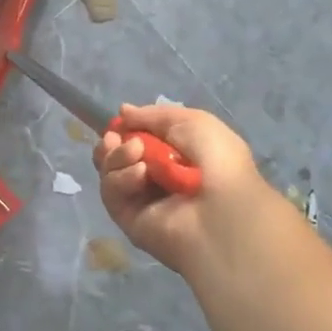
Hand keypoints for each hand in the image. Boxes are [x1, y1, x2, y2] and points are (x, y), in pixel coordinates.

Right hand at [93, 104, 266, 276]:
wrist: (221, 210)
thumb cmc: (216, 160)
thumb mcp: (192, 122)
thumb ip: (153, 115)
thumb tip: (123, 112)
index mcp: (174, 155)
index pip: (137, 139)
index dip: (125, 129)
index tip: (119, 121)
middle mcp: (155, 177)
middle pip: (116, 156)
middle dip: (112, 143)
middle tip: (114, 137)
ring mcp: (140, 199)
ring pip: (110, 171)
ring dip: (118, 156)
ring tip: (137, 152)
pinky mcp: (128, 219)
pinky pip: (111, 193)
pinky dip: (122, 178)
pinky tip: (141, 174)